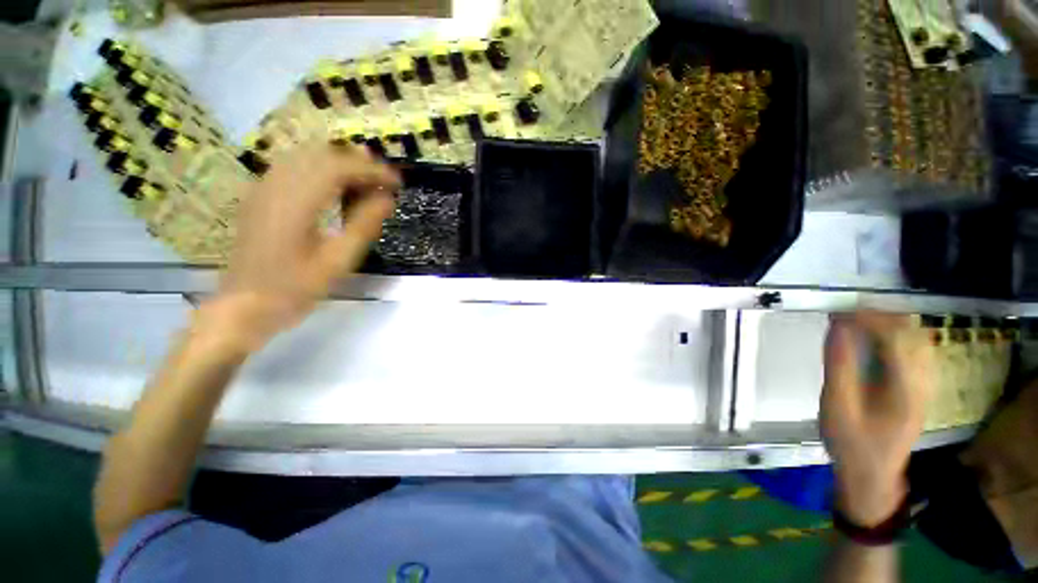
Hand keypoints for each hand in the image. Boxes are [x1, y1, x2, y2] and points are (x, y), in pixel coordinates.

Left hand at [204, 143, 398, 349]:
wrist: (243, 306)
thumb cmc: (295, 288)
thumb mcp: (338, 261)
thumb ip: (364, 226)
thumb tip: (388, 199)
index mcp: (295, 203)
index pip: (339, 168)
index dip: (372, 170)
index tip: (397, 183)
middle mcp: (276, 186)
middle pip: (322, 155)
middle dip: (358, 164)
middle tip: (385, 182)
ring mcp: (263, 188)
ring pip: (306, 157)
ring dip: (340, 164)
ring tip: (366, 181)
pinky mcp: (259, 196)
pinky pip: (293, 168)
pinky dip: (320, 170)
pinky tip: (335, 187)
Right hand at [820, 312, 932, 526]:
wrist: (872, 474)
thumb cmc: (850, 442)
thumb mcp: (837, 405)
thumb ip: (839, 364)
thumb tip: (838, 326)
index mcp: (906, 387)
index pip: (896, 335)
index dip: (867, 316)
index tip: (837, 311)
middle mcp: (925, 381)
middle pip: (912, 331)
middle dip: (879, 315)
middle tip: (844, 314)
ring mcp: (927, 384)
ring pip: (918, 338)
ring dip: (888, 323)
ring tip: (855, 321)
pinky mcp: (922, 387)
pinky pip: (916, 349)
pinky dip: (895, 335)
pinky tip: (874, 339)